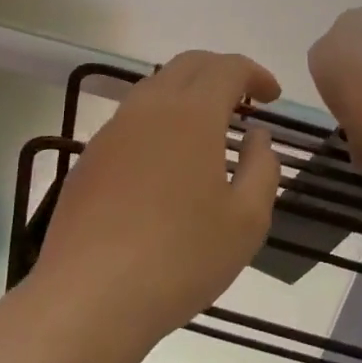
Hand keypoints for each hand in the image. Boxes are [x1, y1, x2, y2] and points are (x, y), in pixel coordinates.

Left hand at [35, 51, 281, 340]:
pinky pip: (132, 119)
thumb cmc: (181, 257)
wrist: (90, 297)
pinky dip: (160, 120)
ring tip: (208, 128)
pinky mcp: (89, 158)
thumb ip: (263, 168)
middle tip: (244, 101)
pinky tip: (167, 162)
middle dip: (221, 72)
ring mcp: (113, 131)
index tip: (272, 96)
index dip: (255, 74)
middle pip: (189, 64)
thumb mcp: (247, 220)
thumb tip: (257, 137)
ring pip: (156, 87)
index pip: (228, 67)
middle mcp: (150, 108)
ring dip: (188, 93)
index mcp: (192, 114)